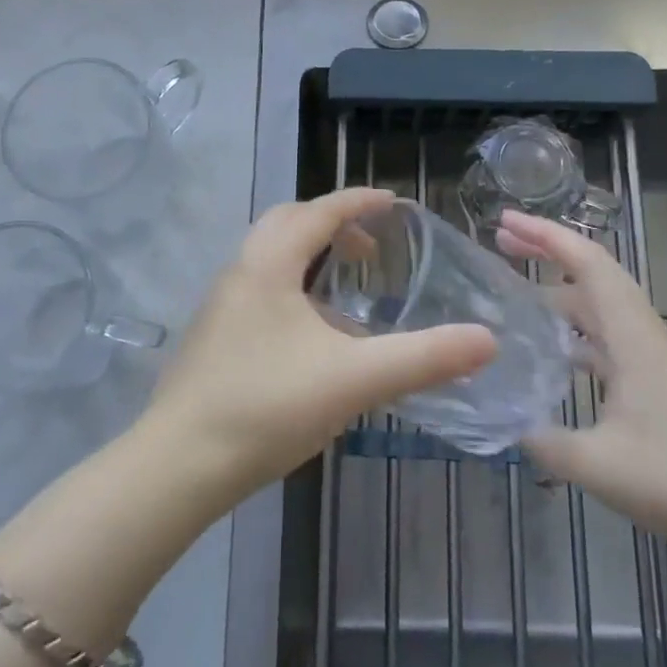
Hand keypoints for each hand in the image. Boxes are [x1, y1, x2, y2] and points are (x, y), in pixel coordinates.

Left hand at [141, 189, 496, 509]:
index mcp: (269, 264)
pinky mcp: (212, 336)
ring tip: (346, 289)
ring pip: (268, 257)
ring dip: (308, 255)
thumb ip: (423, 358)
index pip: (319, 212)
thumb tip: (486, 340)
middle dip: (331, 223)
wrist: (180, 464)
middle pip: (287, 223)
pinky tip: (311, 336)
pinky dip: (291, 286)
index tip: (394, 203)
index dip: (359, 202)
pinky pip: (258, 287)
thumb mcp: (355, 379)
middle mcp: (240, 271)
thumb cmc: (268, 406)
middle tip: (371, 248)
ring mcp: (220, 304)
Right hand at [497, 211, 666, 563]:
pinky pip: (606, 336)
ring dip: (558, 290)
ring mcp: (650, 357)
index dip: (545, 235)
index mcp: (632, 335)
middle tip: (500, 242)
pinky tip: (549, 350)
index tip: (505, 221)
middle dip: (547, 251)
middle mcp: (642, 333)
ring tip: (513, 291)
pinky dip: (574, 329)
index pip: (588, 263)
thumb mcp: (595, 464)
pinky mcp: (655, 381)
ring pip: (599, 305)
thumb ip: (541, 439)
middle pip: (592, 273)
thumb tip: (503, 420)